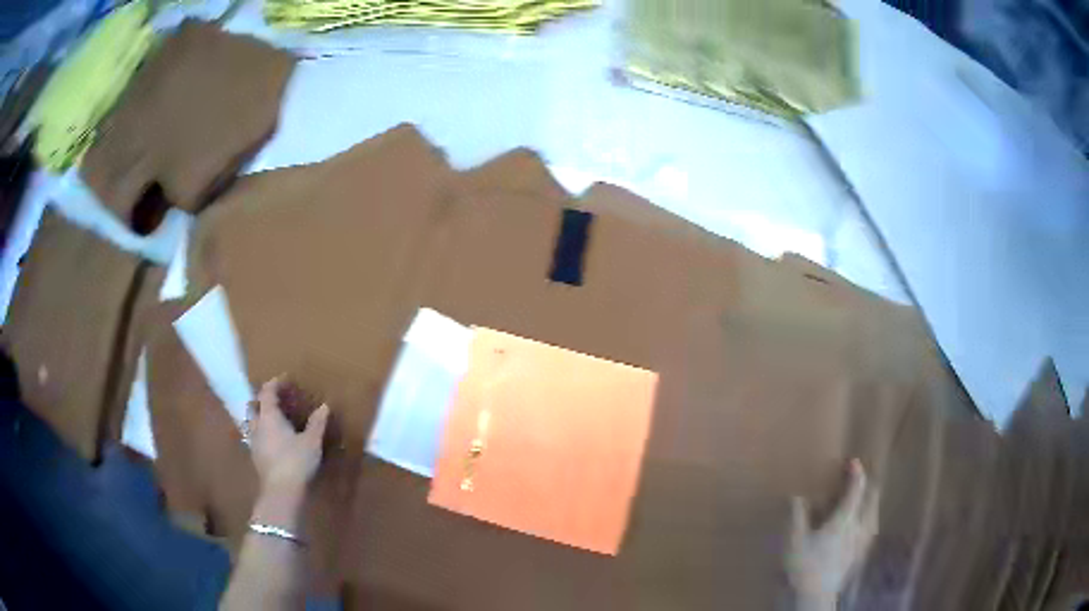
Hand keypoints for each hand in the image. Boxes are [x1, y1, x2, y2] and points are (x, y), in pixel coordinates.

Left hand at [248, 377, 329, 494]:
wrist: (281, 491)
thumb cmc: (296, 461)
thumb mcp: (312, 441)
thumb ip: (317, 423)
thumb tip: (324, 406)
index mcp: (269, 416)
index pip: (267, 392)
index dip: (275, 383)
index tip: (285, 379)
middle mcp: (257, 425)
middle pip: (254, 405)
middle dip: (263, 399)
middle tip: (277, 399)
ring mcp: (254, 441)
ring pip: (253, 422)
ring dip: (261, 416)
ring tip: (275, 420)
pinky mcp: (256, 457)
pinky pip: (256, 436)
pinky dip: (263, 432)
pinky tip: (275, 441)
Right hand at [786, 459, 879, 609]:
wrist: (815, 595)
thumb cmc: (805, 566)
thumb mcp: (795, 541)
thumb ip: (797, 517)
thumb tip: (797, 497)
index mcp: (844, 520)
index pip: (855, 491)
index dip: (856, 474)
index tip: (854, 462)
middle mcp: (857, 527)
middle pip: (871, 501)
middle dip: (868, 487)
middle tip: (860, 481)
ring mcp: (861, 542)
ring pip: (873, 515)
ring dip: (870, 503)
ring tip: (866, 501)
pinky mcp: (859, 555)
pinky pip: (870, 530)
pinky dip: (869, 521)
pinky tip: (864, 528)